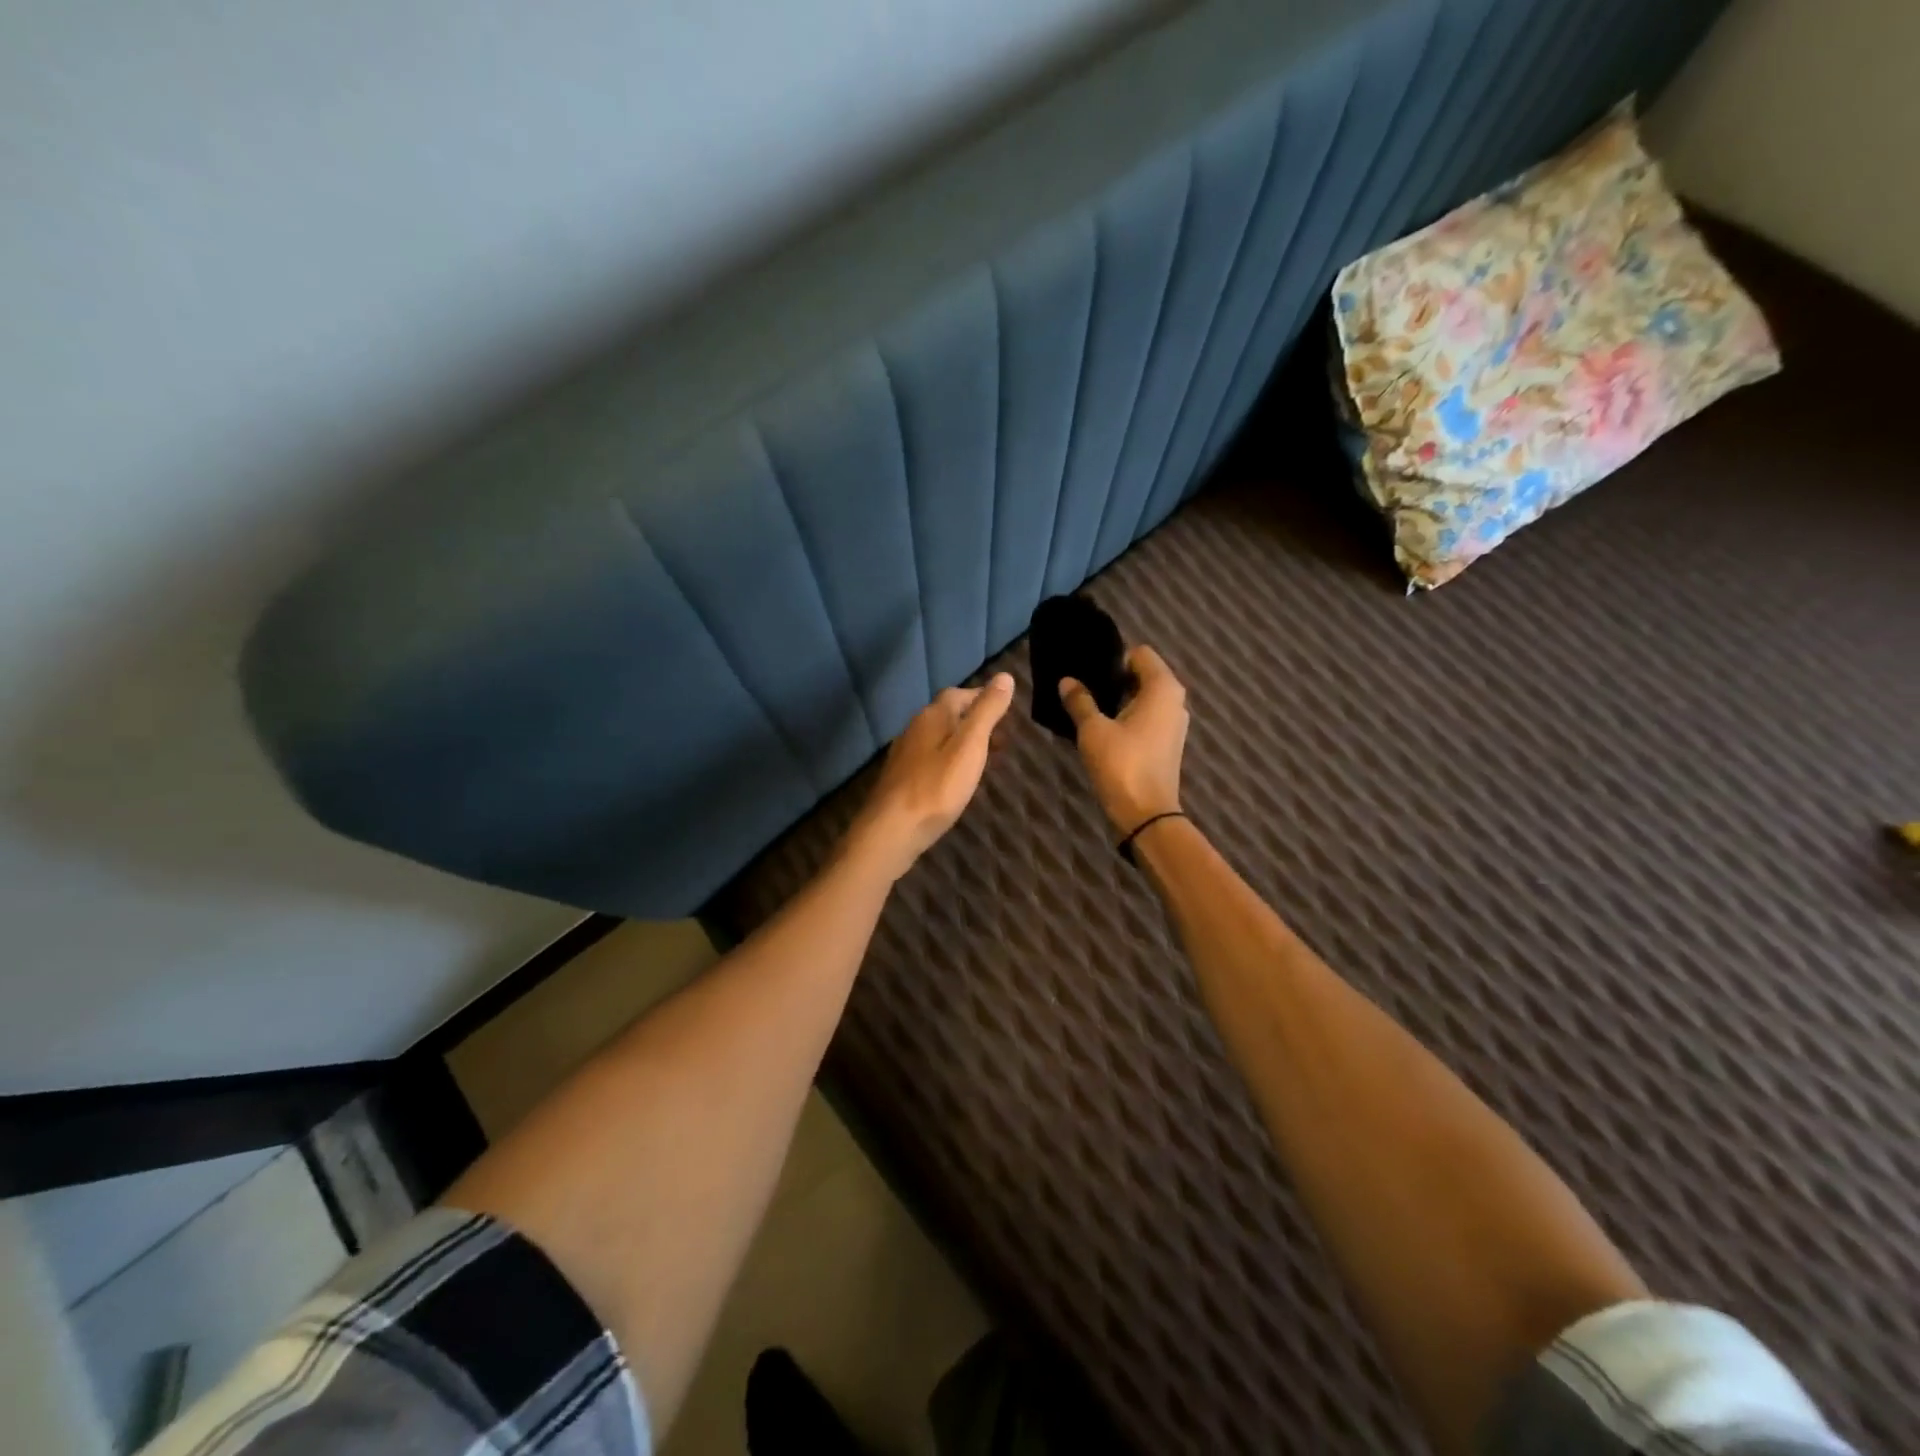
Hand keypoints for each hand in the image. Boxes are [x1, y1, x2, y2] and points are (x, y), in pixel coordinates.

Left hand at [844, 672, 1013, 881]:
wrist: (892, 830)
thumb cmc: (937, 787)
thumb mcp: (970, 746)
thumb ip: (987, 711)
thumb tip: (1004, 676)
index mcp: (933, 715)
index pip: (960, 694)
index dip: (983, 697)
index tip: (1005, 708)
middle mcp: (915, 727)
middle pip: (948, 714)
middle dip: (974, 720)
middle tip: (1001, 736)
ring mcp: (905, 753)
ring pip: (939, 737)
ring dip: (962, 741)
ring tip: (985, 757)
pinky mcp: (901, 777)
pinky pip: (930, 758)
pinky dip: (949, 759)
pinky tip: (956, 777)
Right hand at [1060, 645, 1188, 835]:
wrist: (1146, 813)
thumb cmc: (1121, 764)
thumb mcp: (1093, 730)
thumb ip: (1080, 701)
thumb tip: (1067, 680)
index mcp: (1162, 687)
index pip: (1139, 653)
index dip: (1113, 660)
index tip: (1089, 675)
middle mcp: (1175, 700)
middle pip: (1143, 674)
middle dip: (1115, 679)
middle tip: (1084, 690)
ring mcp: (1175, 722)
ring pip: (1145, 697)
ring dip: (1121, 700)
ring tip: (1091, 710)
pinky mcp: (1169, 742)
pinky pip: (1148, 716)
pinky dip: (1129, 717)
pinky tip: (1105, 730)